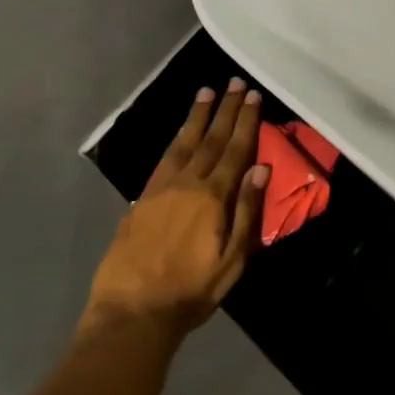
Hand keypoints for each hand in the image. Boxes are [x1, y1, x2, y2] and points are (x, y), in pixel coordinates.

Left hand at [83, 80, 268, 339]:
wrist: (133, 311)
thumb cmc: (191, 290)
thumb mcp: (232, 259)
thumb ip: (246, 212)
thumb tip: (261, 170)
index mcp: (213, 197)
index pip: (235, 150)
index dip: (245, 121)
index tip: (252, 95)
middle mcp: (187, 184)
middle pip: (210, 140)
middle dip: (224, 110)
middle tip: (233, 82)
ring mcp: (160, 189)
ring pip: (183, 144)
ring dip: (196, 117)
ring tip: (205, 93)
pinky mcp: (141, 200)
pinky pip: (163, 160)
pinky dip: (175, 140)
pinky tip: (179, 133)